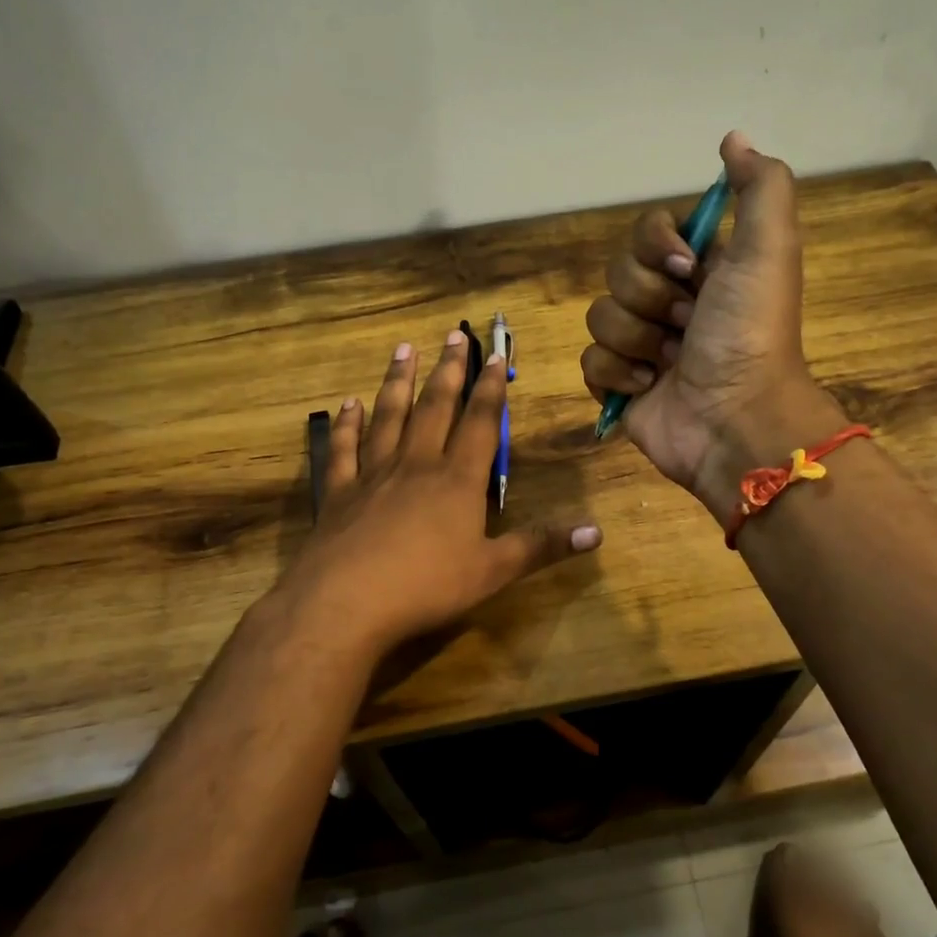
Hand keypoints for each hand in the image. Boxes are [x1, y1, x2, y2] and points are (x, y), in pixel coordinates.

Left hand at [282, 330, 601, 655]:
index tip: (493, 355)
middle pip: (435, 408)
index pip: (479, 423)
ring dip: (398, 381)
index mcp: (457, 480)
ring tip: (404, 349)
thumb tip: (597, 531)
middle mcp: (416, 465)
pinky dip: (348, 424)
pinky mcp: (339, 492)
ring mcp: (374, 475)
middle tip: (453, 334)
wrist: (346, 602)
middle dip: (448, 370)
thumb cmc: (427, 586)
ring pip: (389, 417)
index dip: (489, 389)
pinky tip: (348, 404)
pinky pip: (344, 449)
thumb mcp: (493, 571)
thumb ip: (542, 546)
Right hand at [581, 131, 844, 524]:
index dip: (657, 246)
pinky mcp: (619, 385)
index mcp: (701, 270)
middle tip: (687, 325)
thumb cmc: (750, 333)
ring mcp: (642, 346)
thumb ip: (759, 187)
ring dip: (636, 341)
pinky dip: (617, 375)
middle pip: (617, 273)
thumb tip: (733, 138)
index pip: (646, 231)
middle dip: (650, 300)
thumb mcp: (769, 249)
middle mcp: (670, 302)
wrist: (735, 421)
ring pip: (599, 317)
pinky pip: (589, 361)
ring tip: (670, 364)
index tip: (687, 269)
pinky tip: (649, 388)